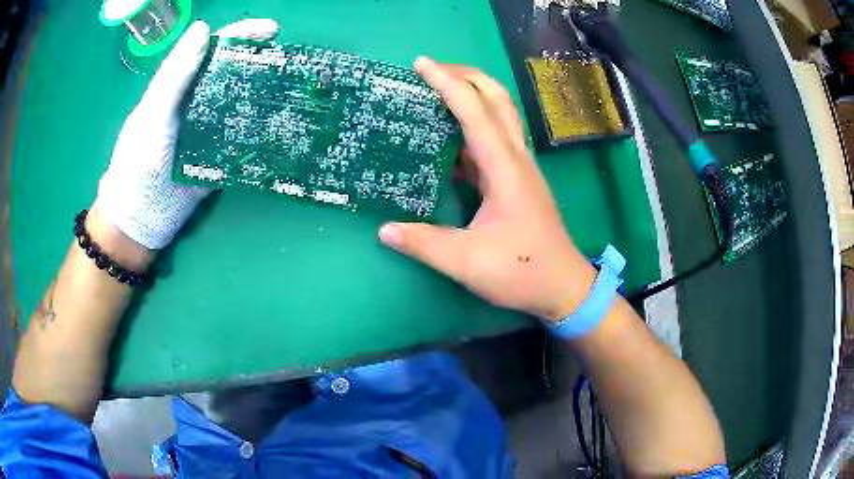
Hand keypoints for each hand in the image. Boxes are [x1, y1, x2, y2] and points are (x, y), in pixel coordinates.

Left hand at [95, 19, 279, 249]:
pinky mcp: (218, 157)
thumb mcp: (152, 116)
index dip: (241, 34)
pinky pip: (242, 138)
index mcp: (181, 87)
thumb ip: (175, 76)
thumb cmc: (137, 165)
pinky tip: (281, 127)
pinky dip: (260, 132)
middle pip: (232, 73)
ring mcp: (209, 130)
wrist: (138, 221)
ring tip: (294, 91)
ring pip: (241, 103)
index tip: (273, 31)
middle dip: (260, 61)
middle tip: (291, 62)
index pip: (213, 50)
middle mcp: (197, 103)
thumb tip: (204, 28)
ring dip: (265, 95)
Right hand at [379, 58, 597, 321]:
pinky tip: (449, 137)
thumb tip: (384, 230)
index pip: (474, 110)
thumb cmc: (522, 271)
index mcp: (504, 168)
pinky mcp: (517, 180)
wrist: (563, 286)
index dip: (446, 83)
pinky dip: (473, 127)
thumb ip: (424, 244)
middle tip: (432, 70)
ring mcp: (519, 168)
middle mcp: (515, 158)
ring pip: (499, 115)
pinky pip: (494, 140)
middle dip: (466, 75)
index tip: (421, 63)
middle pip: (496, 99)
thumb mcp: (467, 262)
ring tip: (438, 92)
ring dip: (472, 96)